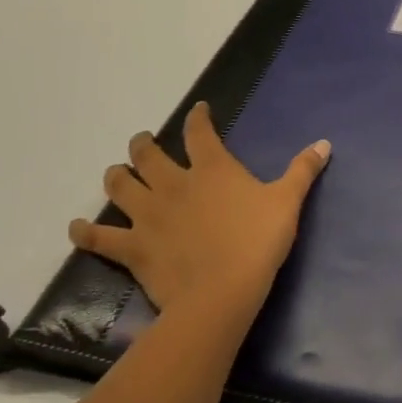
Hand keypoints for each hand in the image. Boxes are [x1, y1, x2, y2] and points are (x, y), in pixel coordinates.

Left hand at [69, 102, 330, 316]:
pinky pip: (100, 238)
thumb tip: (324, 143)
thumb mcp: (288, 202)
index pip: (200, 132)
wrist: (221, 292)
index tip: (198, 110)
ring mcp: (148, 215)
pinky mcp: (132, 247)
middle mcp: (174, 184)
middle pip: (148, 155)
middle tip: (143, 142)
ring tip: (117, 173)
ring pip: (120, 186)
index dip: (199, 118)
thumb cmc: (257, 241)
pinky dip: (86, 232)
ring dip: (117, 177)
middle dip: (144, 144)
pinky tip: (77, 228)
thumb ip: (303, 170)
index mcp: (212, 169)